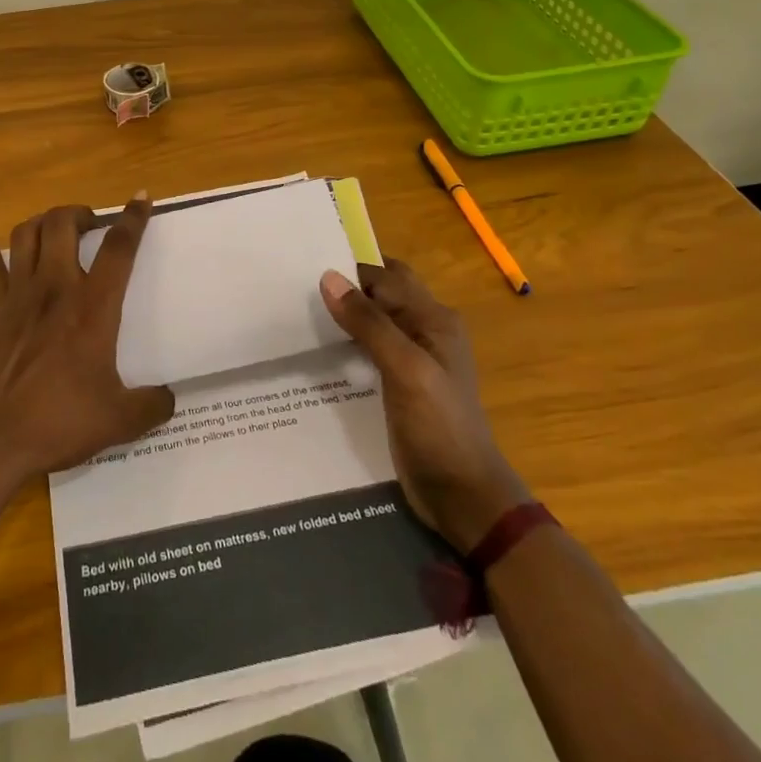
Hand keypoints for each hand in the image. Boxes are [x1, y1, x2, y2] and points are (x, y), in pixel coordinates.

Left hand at [0, 196, 176, 480]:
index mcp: (92, 308)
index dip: (133, 219)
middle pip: (64, 224)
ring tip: (57, 225)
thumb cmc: (58, 423)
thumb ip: (151, 406)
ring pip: (28, 234)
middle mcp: (55, 288)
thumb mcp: (119, 421)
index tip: (141, 198)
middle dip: (82, 213)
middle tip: (93, 224)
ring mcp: (18, 294)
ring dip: (45, 220)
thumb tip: (169, 398)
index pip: (118, 249)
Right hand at [320, 260, 529, 550]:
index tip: (303, 265)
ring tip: (297, 314)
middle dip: (346, 287)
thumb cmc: (440, 427)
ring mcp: (412, 358)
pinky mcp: (398, 384)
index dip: (349, 269)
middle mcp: (425, 330)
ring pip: (372, 321)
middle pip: (380, 294)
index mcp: (434, 319)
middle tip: (298, 286)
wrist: (463, 497)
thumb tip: (329, 277)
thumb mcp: (405, 370)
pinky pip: (368, 349)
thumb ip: (370, 323)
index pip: (385, 276)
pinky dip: (345, 343)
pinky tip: (317, 351)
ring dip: (343, 316)